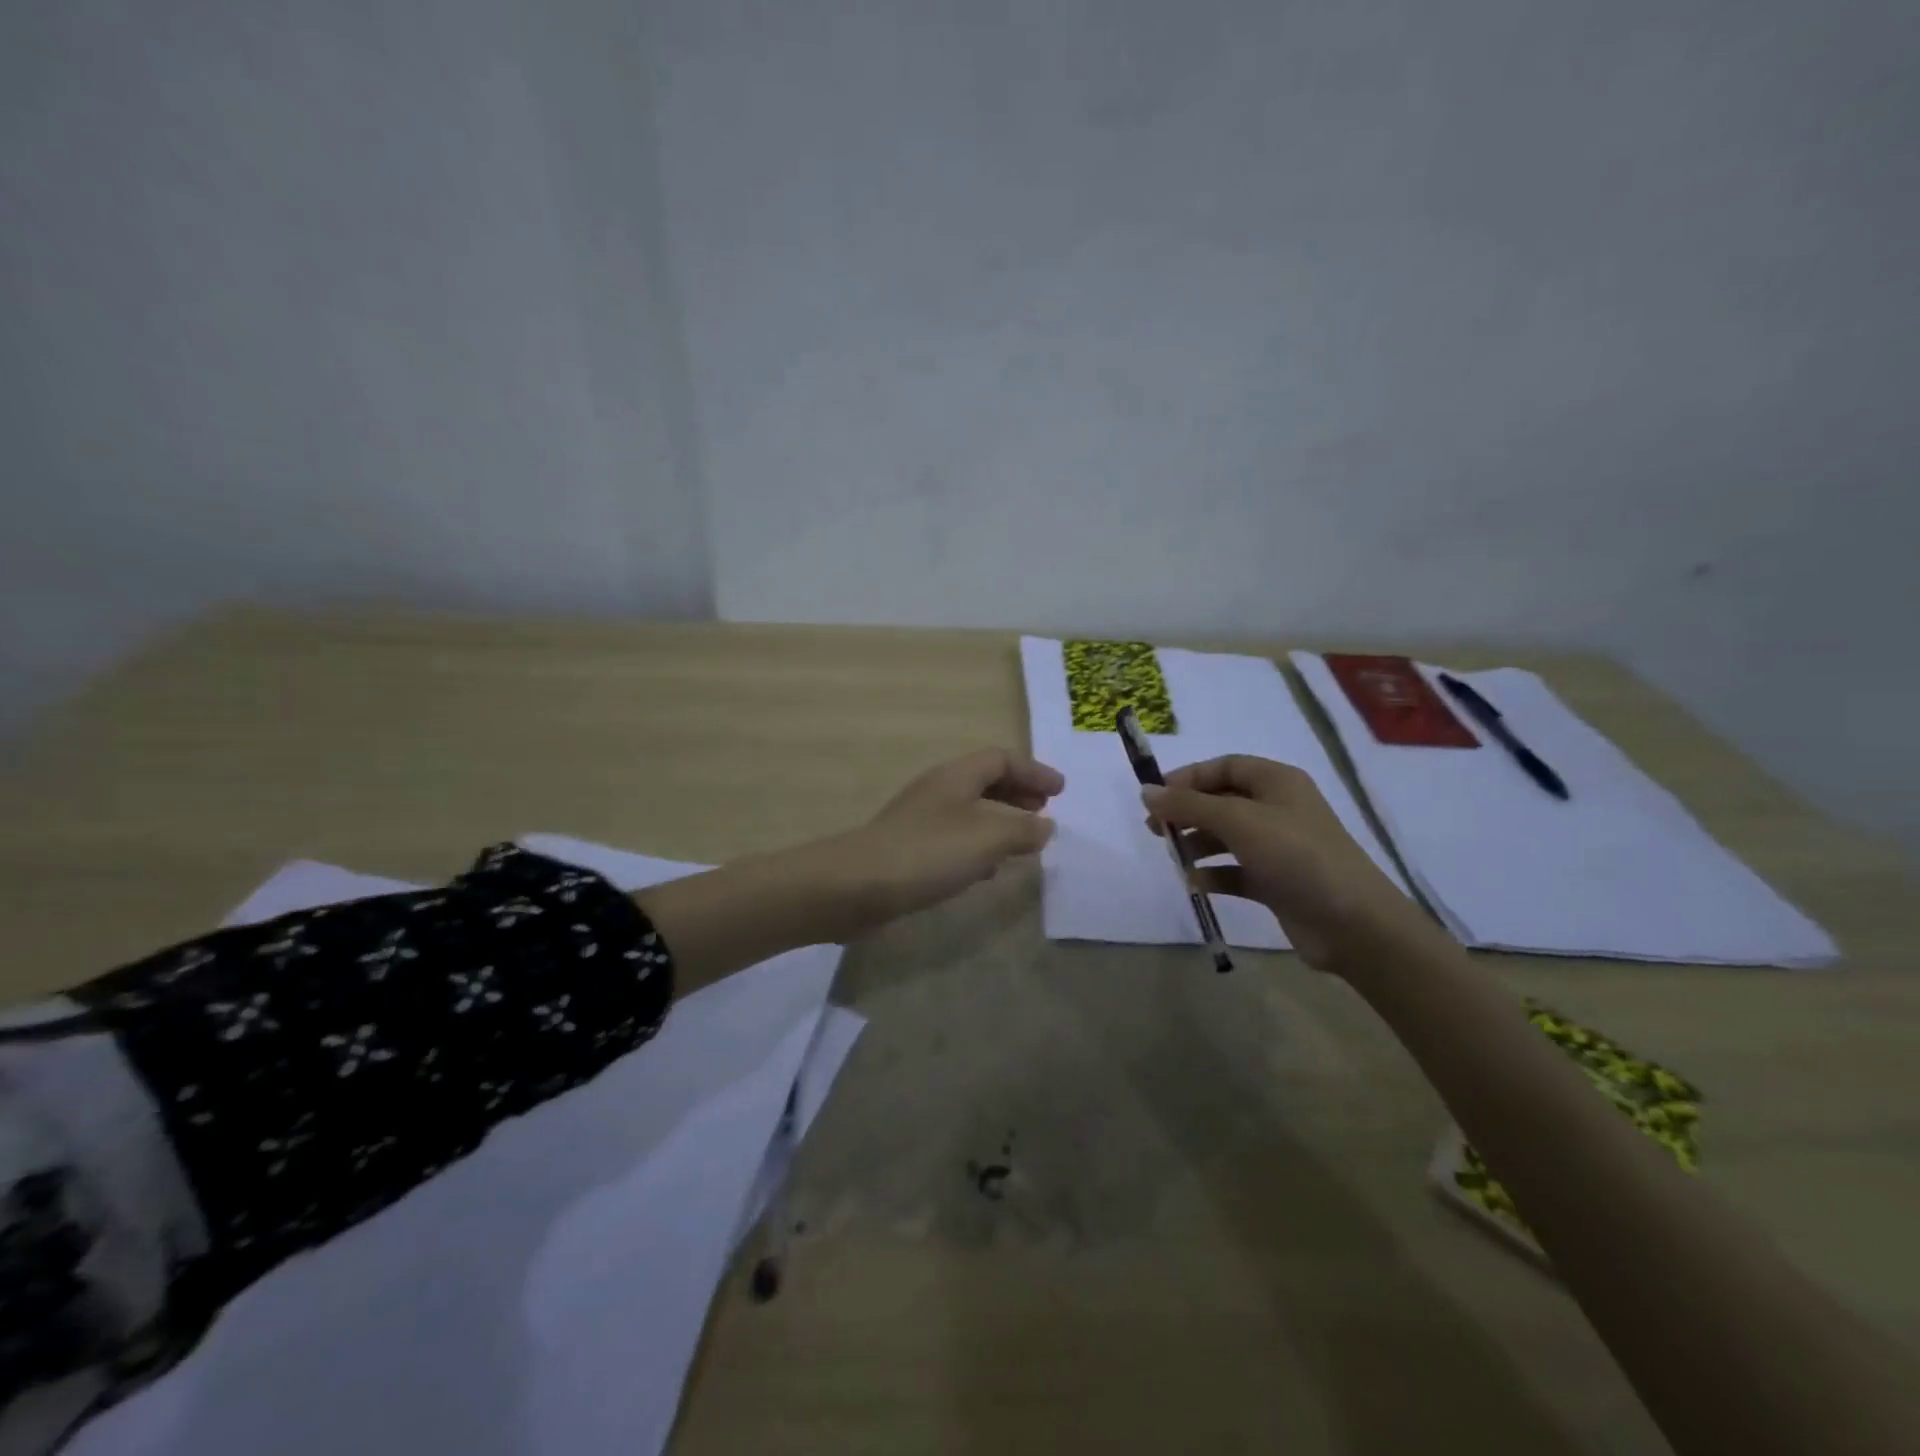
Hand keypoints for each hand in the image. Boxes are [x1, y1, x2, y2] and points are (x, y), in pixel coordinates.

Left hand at [819, 748, 1064, 934]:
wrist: (856, 886)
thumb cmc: (928, 853)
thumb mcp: (986, 839)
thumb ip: (1022, 830)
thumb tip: (1045, 825)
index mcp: (956, 777)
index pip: (1001, 759)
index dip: (1033, 771)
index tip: (1060, 791)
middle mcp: (937, 790)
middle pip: (984, 780)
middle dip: (1017, 792)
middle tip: (1044, 809)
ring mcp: (920, 819)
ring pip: (970, 810)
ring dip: (1000, 819)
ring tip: (1023, 840)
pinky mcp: (910, 848)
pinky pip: (955, 837)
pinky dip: (979, 844)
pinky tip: (987, 869)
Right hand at [1142, 755, 1435, 973]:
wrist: (1353, 923)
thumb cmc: (1296, 856)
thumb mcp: (1238, 821)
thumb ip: (1189, 805)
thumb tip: (1146, 791)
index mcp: (1277, 782)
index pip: (1225, 767)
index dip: (1188, 777)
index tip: (1155, 796)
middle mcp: (1278, 809)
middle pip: (1222, 801)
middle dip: (1187, 812)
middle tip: (1155, 830)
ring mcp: (1279, 847)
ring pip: (1226, 836)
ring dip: (1197, 844)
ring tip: (1174, 858)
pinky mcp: (1277, 881)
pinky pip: (1236, 870)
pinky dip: (1214, 874)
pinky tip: (1196, 883)